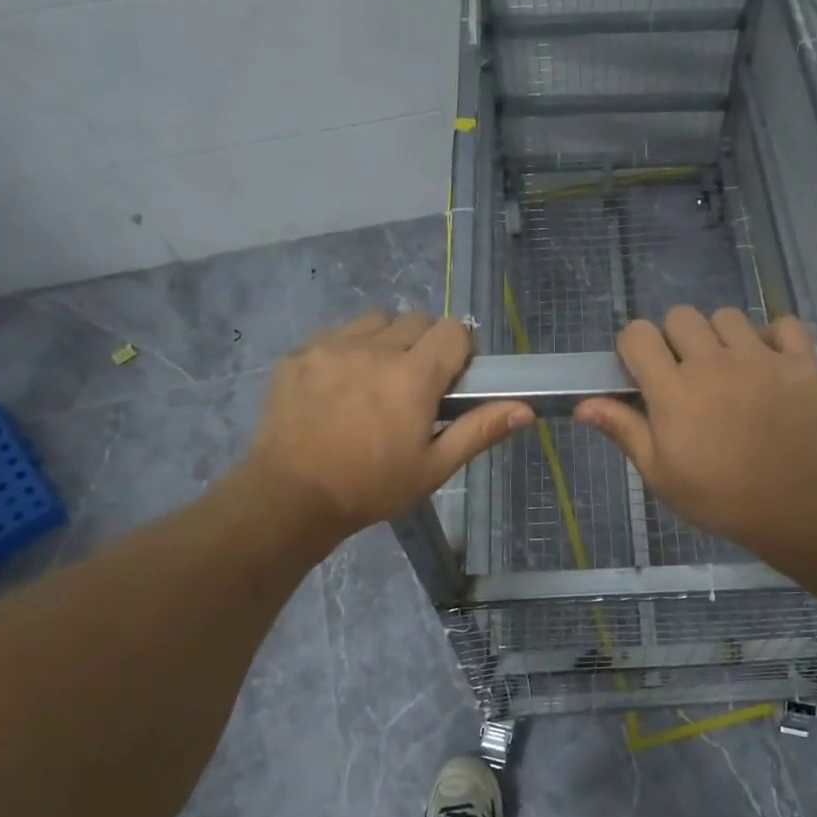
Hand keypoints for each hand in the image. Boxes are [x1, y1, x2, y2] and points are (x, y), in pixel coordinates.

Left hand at [246, 311, 529, 539]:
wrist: (289, 496)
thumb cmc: (371, 486)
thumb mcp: (433, 467)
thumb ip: (480, 430)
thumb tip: (527, 409)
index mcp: (413, 376)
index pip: (453, 330)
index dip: (460, 350)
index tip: (452, 378)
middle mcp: (375, 349)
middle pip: (416, 319)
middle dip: (424, 344)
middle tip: (415, 384)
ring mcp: (332, 347)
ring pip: (375, 320)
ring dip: (386, 340)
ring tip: (376, 378)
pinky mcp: (298, 355)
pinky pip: (335, 334)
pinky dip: (347, 349)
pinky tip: (339, 386)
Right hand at [576, 306, 816, 558]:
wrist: (796, 508)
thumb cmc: (719, 497)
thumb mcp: (660, 474)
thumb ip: (624, 430)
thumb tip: (583, 405)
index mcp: (674, 391)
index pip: (638, 334)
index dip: (635, 348)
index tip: (643, 372)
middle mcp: (714, 363)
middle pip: (681, 316)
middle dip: (675, 339)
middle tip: (686, 373)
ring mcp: (761, 359)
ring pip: (728, 317)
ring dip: (721, 337)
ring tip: (729, 369)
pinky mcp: (801, 362)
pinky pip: (784, 324)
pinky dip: (774, 336)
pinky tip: (768, 362)